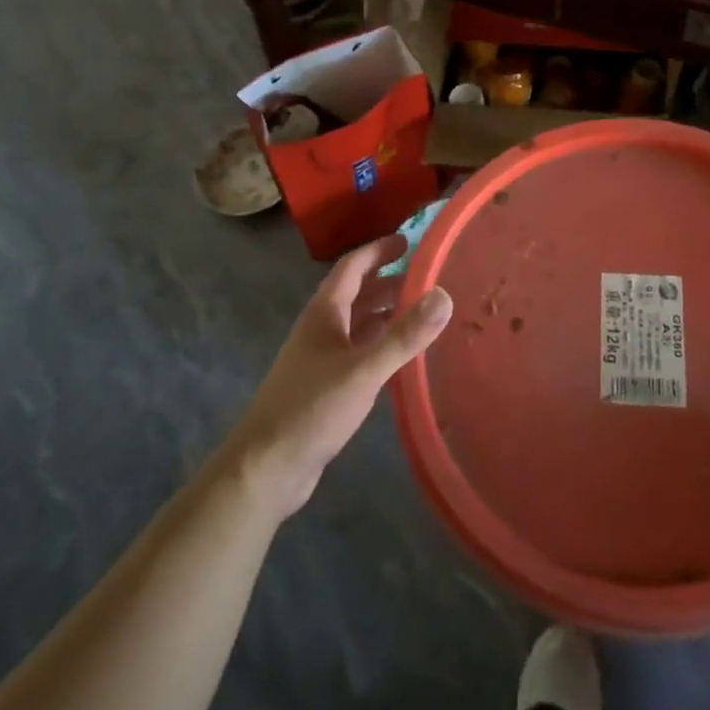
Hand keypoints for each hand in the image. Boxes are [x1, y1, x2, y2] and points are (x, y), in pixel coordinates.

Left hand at [227, 235, 451, 519]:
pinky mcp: (325, 387)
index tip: (410, 240)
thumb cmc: (312, 409)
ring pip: (358, 324)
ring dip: (386, 313)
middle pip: (357, 293)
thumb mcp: (364, 370)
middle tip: (428, 278)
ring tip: (423, 312)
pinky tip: (402, 355)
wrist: (265, 469)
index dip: (379, 250)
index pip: (352, 267)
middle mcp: (320, 329)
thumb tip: (444, 295)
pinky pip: (358, 352)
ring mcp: (320, 359)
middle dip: (389, 282)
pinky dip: (381, 344)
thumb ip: (405, 335)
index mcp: (324, 313)